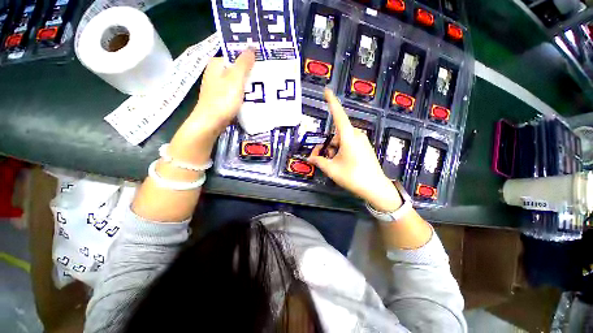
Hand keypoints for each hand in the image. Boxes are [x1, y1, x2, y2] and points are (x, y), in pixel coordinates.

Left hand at [188, 50, 255, 136]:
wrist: (210, 123)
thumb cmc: (223, 99)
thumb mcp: (235, 79)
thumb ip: (244, 63)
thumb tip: (252, 47)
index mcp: (217, 64)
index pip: (236, 57)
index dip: (250, 61)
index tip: (263, 67)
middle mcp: (215, 73)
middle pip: (237, 71)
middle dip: (250, 75)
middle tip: (266, 80)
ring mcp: (217, 87)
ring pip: (237, 83)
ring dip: (248, 87)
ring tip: (262, 90)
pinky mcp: (221, 99)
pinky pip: (235, 93)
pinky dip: (243, 95)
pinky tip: (252, 100)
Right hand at [308, 89, 402, 211]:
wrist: (375, 188)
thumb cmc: (353, 177)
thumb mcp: (332, 169)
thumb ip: (319, 162)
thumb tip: (309, 159)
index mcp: (348, 136)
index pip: (338, 115)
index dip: (332, 102)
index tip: (326, 90)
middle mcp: (356, 135)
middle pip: (335, 134)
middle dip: (326, 145)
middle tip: (319, 158)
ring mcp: (361, 141)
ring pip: (341, 140)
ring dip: (333, 149)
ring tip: (331, 164)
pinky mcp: (364, 147)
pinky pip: (348, 144)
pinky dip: (340, 150)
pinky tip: (340, 162)